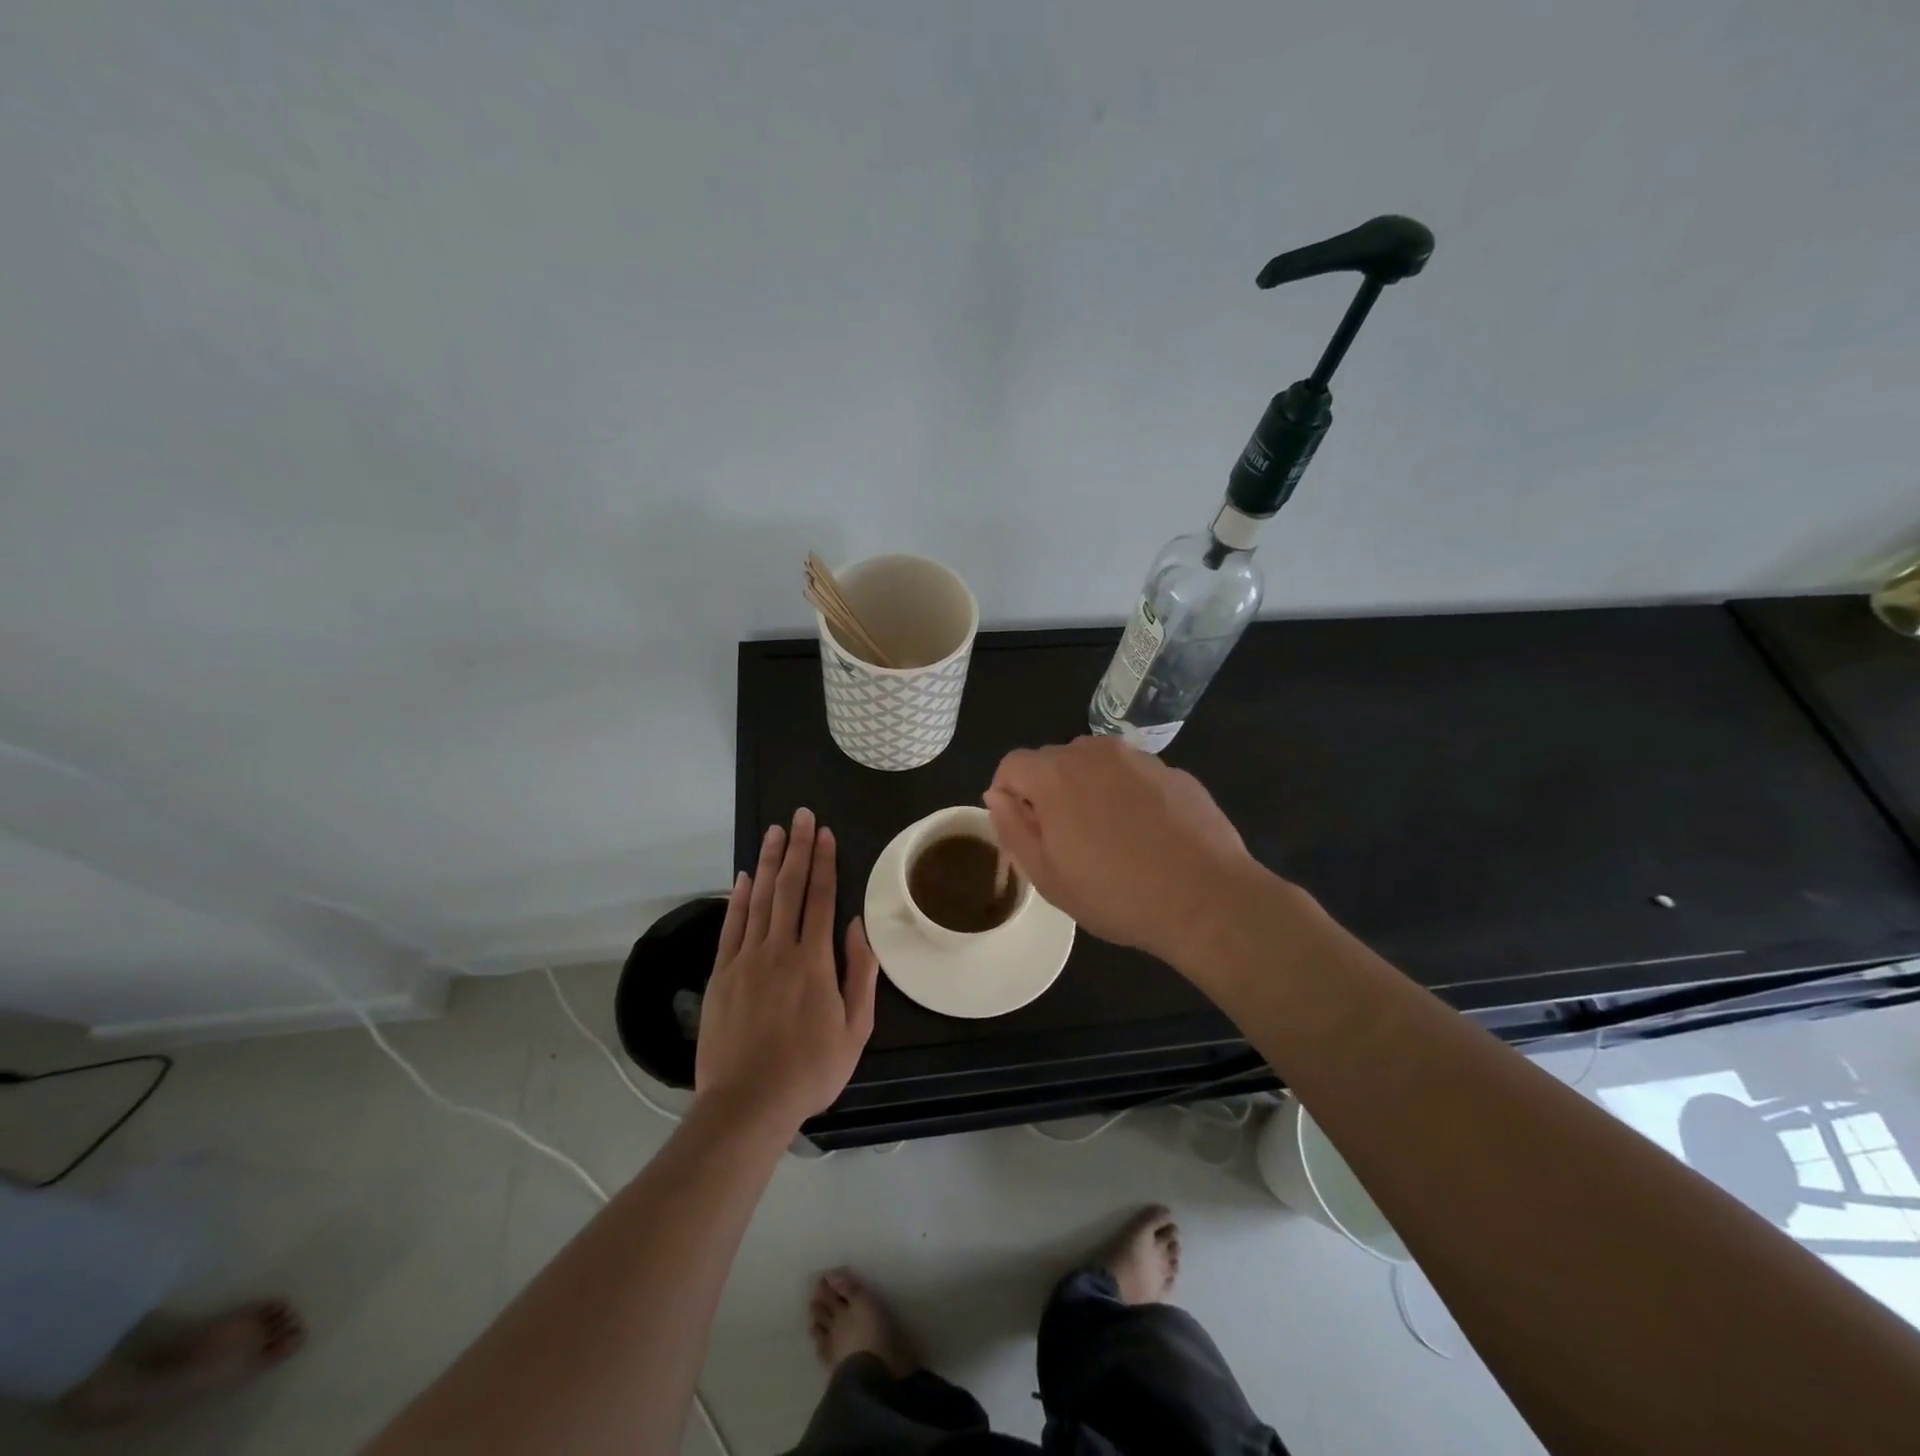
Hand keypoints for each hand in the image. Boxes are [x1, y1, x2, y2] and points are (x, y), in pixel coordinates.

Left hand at [695, 808, 879, 1133]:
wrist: (747, 1104)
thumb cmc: (810, 1070)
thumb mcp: (855, 1029)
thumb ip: (860, 974)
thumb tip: (857, 926)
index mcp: (814, 961)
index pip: (820, 898)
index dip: (823, 862)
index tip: (824, 833)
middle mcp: (779, 950)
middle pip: (789, 888)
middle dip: (797, 848)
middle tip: (800, 815)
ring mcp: (746, 960)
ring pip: (759, 900)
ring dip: (768, 863)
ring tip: (774, 832)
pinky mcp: (722, 975)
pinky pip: (732, 926)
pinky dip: (738, 899)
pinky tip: (743, 877)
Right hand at [985, 736, 1259, 966]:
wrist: (1206, 899)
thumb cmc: (1115, 894)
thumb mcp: (1047, 876)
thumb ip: (1012, 829)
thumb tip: (996, 796)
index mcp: (1055, 774)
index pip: (1011, 765)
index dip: (1009, 797)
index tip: (1026, 834)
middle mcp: (1094, 752)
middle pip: (1054, 761)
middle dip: (1049, 793)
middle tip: (1067, 843)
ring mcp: (1139, 758)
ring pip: (1096, 765)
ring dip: (1089, 791)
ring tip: (1110, 839)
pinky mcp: (1174, 771)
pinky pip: (1134, 776)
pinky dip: (1128, 796)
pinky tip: (1148, 837)